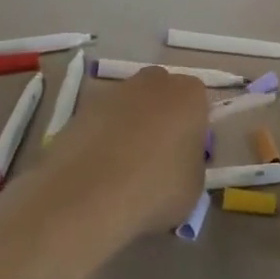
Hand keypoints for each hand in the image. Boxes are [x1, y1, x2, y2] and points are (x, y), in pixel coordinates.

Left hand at [32, 68, 207, 241]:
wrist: (88, 195)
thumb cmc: (155, 188)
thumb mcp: (194, 185)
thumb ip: (191, 163)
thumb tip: (179, 161)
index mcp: (189, 95)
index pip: (199, 103)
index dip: (193, 129)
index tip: (186, 155)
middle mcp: (152, 83)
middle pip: (162, 95)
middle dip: (161, 117)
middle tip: (158, 156)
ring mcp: (113, 93)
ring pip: (129, 105)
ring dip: (130, 126)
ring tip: (124, 168)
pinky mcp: (80, 109)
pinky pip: (101, 121)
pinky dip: (102, 138)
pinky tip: (99, 170)